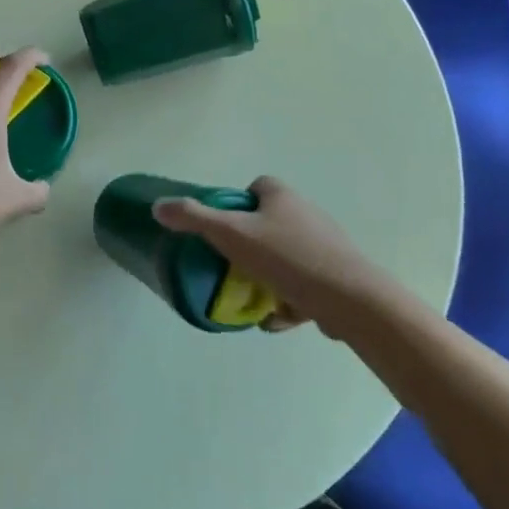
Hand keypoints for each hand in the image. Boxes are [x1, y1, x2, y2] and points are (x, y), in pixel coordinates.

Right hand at [152, 178, 377, 335]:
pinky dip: (290, 299)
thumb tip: (158, 207)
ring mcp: (324, 245)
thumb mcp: (231, 235)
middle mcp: (305, 213)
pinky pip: (304, 283)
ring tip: (254, 299)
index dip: (236, 208)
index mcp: (281, 196)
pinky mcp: (337, 275)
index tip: (223, 233)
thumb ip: (193, 219)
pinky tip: (279, 319)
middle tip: (232, 268)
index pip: (254, 189)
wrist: (350, 299)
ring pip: (285, 258)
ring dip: (269, 279)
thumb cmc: (286, 258)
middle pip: (268, 225)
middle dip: (250, 249)